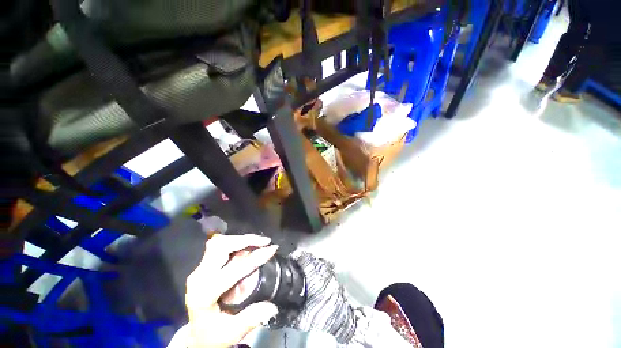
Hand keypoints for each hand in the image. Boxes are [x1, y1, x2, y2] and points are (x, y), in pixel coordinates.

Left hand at [185, 234, 279, 347]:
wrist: (195, 335)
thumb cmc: (212, 335)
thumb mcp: (232, 332)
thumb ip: (251, 318)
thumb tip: (273, 306)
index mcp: (205, 294)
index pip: (234, 269)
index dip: (256, 257)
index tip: (272, 249)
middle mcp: (199, 277)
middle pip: (221, 246)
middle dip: (246, 240)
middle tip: (264, 241)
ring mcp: (199, 270)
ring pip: (220, 243)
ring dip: (241, 239)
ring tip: (258, 242)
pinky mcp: (202, 267)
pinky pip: (219, 246)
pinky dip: (235, 242)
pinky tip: (247, 246)